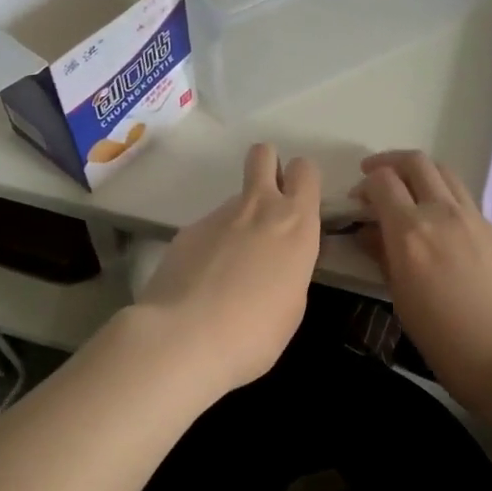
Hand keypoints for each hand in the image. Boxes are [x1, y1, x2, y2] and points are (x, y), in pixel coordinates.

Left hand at [135, 143, 321, 395]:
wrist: (186, 336)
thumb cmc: (256, 332)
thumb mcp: (293, 304)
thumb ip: (289, 267)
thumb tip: (275, 258)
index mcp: (296, 224)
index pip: (306, 171)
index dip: (302, 181)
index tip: (299, 204)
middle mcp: (258, 207)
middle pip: (263, 154)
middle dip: (267, 167)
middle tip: (267, 206)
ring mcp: (217, 215)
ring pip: (234, 200)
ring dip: (237, 221)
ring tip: (227, 270)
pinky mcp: (186, 231)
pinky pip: (207, 229)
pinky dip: (209, 247)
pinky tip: (201, 282)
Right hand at [354, 150, 491, 419]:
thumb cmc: (450, 344)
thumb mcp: (404, 304)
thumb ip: (384, 259)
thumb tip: (369, 233)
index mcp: (411, 232)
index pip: (382, 181)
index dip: (365, 184)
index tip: (357, 202)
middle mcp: (443, 214)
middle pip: (415, 163)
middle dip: (389, 163)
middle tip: (375, 180)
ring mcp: (476, 219)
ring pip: (445, 173)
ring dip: (420, 173)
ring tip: (408, 193)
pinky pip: (465, 200)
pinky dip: (444, 198)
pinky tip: (441, 228)